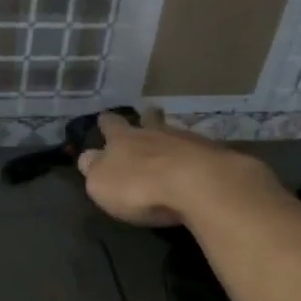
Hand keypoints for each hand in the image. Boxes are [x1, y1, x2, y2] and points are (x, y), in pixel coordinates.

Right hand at [76, 108, 277, 227]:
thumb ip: (93, 169)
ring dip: (170, 135)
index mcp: (122, 139)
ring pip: (174, 131)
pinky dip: (194, 153)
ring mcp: (186, 140)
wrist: (196, 183)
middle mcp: (154, 133)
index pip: (110, 126)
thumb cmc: (139, 186)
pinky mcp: (213, 154)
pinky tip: (196, 161)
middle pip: (148, 120)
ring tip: (171, 138)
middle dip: (145, 117)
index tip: (104, 117)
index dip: (106, 123)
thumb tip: (88, 158)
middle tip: (147, 113)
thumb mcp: (101, 183)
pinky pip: (199, 149)